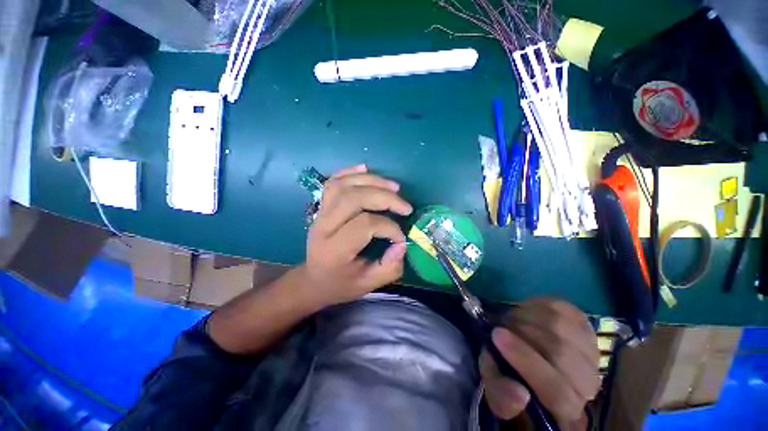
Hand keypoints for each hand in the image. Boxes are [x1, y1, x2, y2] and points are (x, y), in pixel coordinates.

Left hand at [300, 164, 412, 305]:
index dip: (389, 227)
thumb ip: (388, 268)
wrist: (313, 279)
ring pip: (343, 185)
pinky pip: (333, 182)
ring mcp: (320, 213)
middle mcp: (323, 227)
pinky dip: (350, 172)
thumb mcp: (367, 285)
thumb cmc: (341, 283)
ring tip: (394, 187)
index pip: (365, 225)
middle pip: (353, 198)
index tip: (401, 238)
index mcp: (334, 250)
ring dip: (372, 181)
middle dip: (384, 198)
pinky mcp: (321, 206)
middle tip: (405, 206)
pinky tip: (366, 168)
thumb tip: (402, 243)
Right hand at [480, 298, 599, 429]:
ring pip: (561, 326)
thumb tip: (519, 393)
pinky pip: (561, 307)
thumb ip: (502, 396)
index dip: (525, 361)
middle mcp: (587, 384)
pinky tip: (524, 310)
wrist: (531, 356)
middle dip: (521, 332)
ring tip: (510, 319)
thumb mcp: (499, 393)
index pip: (557, 392)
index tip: (496, 335)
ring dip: (526, 316)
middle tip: (500, 325)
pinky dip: (536, 305)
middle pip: (560, 352)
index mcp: (566, 409)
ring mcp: (590, 350)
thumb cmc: (513, 378)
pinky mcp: (584, 324)